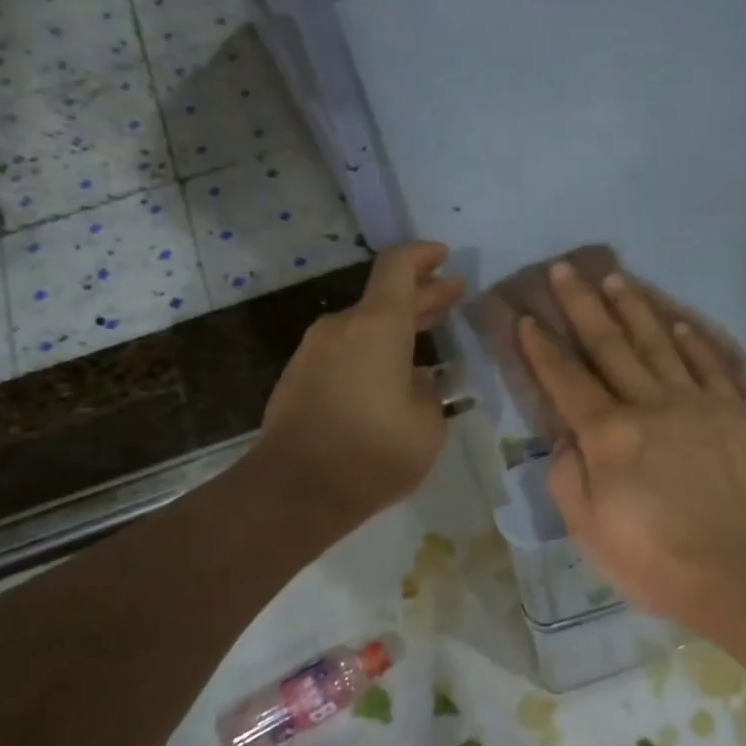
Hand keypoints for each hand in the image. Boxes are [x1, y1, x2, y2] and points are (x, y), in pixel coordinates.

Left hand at [261, 242, 465, 528]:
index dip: (423, 255)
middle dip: (421, 295)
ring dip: (396, 328)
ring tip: (426, 339)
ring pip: (364, 327)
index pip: (399, 267)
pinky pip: (345, 352)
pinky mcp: (299, 377)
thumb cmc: (373, 452)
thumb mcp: (427, 424)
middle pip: (384, 297)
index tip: (444, 256)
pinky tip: (392, 376)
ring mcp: (314, 352)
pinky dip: (373, 352)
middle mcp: (342, 327)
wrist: (295, 490)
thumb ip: (428, 391)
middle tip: (450, 297)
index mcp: (377, 325)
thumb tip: (416, 380)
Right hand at [517, 261, 745, 630]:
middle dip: (583, 306)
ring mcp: (701, 404)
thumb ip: (569, 474)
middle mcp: (652, 404)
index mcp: (609, 434)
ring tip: (617, 278)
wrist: (737, 574)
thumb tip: (567, 435)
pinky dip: (697, 341)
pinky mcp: (740, 415)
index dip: (543, 348)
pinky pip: (716, 365)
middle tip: (566, 270)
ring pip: (662, 344)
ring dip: (636, 308)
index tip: (527, 318)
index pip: (567, 379)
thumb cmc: (651, 559)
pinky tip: (681, 323)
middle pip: (611, 345)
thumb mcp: (587, 528)